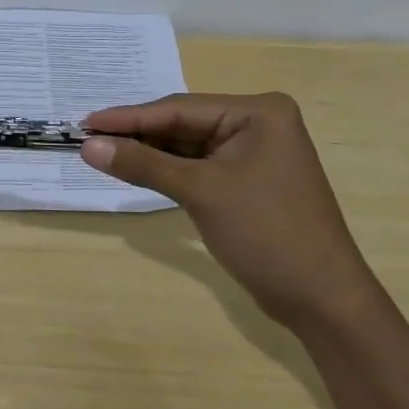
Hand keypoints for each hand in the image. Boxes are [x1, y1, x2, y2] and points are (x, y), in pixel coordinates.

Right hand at [81, 93, 372, 324]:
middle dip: (138, 134)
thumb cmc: (266, 233)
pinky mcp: (249, 180)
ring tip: (103, 153)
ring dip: (151, 153)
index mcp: (258, 111)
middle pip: (184, 123)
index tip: (85, 123)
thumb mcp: (200, 192)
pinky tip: (137, 170)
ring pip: (189, 146)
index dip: (129, 118)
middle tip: (89, 139)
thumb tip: (89, 146)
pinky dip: (169, 170)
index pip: (179, 108)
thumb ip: (143, 164)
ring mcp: (255, 152)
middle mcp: (258, 123)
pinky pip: (200, 166)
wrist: (323, 301)